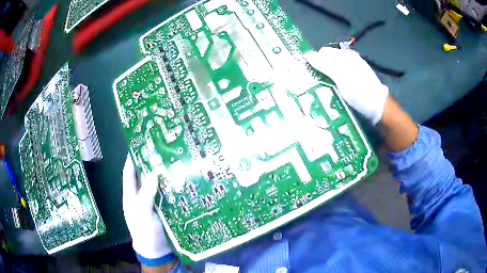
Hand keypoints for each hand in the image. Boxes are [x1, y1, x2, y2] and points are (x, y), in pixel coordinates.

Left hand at [122, 156, 172, 261]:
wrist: (157, 251)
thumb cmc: (145, 231)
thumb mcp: (141, 213)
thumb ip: (146, 194)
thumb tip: (153, 172)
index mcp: (131, 195)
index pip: (129, 172)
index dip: (133, 158)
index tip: (140, 145)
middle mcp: (141, 196)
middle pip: (145, 176)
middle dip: (151, 164)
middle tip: (162, 150)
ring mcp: (153, 202)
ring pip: (157, 184)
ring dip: (163, 174)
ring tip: (174, 161)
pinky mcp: (164, 208)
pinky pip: (167, 194)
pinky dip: (171, 187)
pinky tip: (181, 179)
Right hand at [304, 47, 388, 124]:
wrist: (380, 108)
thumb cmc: (360, 92)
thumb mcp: (340, 77)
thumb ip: (324, 65)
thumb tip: (307, 54)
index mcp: (345, 56)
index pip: (323, 53)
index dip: (315, 61)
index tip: (310, 74)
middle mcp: (350, 60)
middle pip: (329, 61)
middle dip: (321, 70)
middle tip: (317, 84)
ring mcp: (355, 70)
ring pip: (335, 70)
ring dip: (328, 78)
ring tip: (325, 90)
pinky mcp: (357, 80)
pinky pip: (342, 78)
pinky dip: (336, 83)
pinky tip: (336, 92)